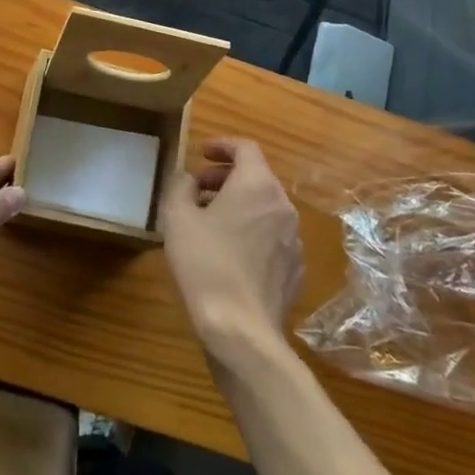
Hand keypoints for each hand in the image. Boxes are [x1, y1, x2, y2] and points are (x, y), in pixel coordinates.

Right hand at [158, 139, 303, 363]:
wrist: (240, 328)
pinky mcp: (296, 269)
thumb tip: (190, 179)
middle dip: (226, 177)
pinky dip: (252, 232)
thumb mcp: (177, 217)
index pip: (246, 147)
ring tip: (210, 223)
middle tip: (198, 190)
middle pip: (256, 177)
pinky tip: (230, 254)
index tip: (201, 154)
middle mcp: (282, 205)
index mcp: (257, 185)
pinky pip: (272, 237)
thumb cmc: (205, 263)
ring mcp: (294, 239)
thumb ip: (181, 186)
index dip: (222, 145)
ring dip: (239, 206)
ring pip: (265, 208)